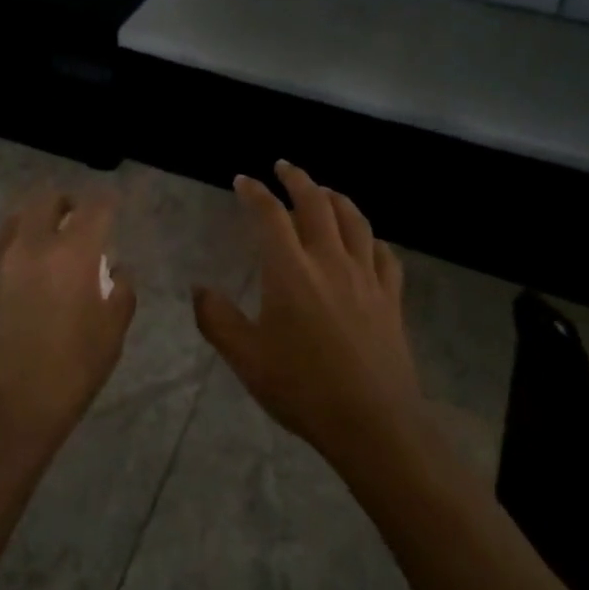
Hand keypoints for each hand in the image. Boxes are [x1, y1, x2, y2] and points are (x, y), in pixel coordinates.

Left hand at [0, 188, 136, 458]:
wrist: (4, 409)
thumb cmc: (70, 372)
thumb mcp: (112, 334)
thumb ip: (120, 292)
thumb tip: (116, 271)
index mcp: (72, 253)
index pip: (94, 207)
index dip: (107, 202)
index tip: (114, 209)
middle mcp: (33, 246)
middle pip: (46, 199)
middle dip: (66, 203)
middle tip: (78, 221)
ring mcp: (0, 263)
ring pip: (16, 219)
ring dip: (36, 220)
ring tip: (49, 242)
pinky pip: (1, 251)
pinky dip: (18, 250)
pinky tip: (27, 277)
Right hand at [193, 161, 420, 463]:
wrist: (373, 423)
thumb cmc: (302, 388)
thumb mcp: (246, 358)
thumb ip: (217, 319)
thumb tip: (197, 288)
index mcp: (290, 270)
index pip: (270, 215)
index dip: (254, 192)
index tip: (243, 180)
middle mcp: (329, 260)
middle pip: (316, 203)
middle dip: (297, 178)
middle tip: (283, 166)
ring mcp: (365, 277)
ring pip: (354, 220)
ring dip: (336, 197)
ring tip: (324, 190)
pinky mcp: (390, 297)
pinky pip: (383, 254)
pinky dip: (370, 237)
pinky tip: (366, 241)